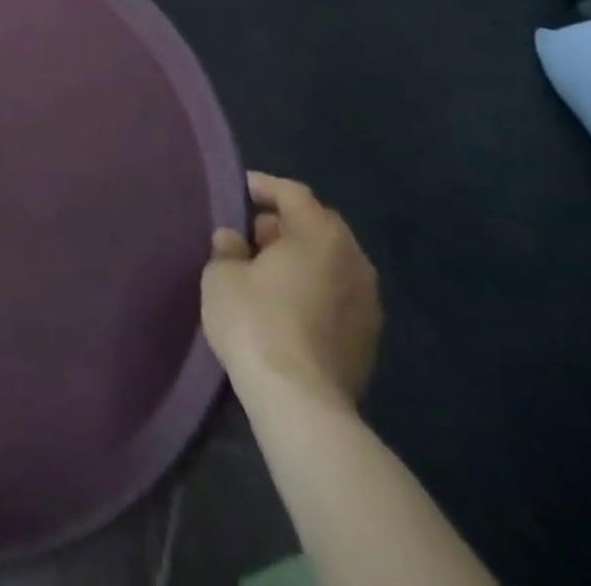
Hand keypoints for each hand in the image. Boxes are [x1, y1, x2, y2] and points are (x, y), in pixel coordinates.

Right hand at [201, 171, 380, 413]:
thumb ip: (227, 248)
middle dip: (284, 223)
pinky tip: (287, 304)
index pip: (292, 192)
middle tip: (250, 233)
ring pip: (331, 261)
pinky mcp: (370, 339)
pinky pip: (338, 293)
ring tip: (267, 270)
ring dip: (302, 258)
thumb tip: (234, 240)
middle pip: (318, 224)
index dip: (263, 187)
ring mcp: (368, 301)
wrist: (301, 403)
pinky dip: (315, 287)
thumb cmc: (256, 322)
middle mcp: (353, 259)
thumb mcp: (221, 275)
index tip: (237, 192)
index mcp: (320, 234)